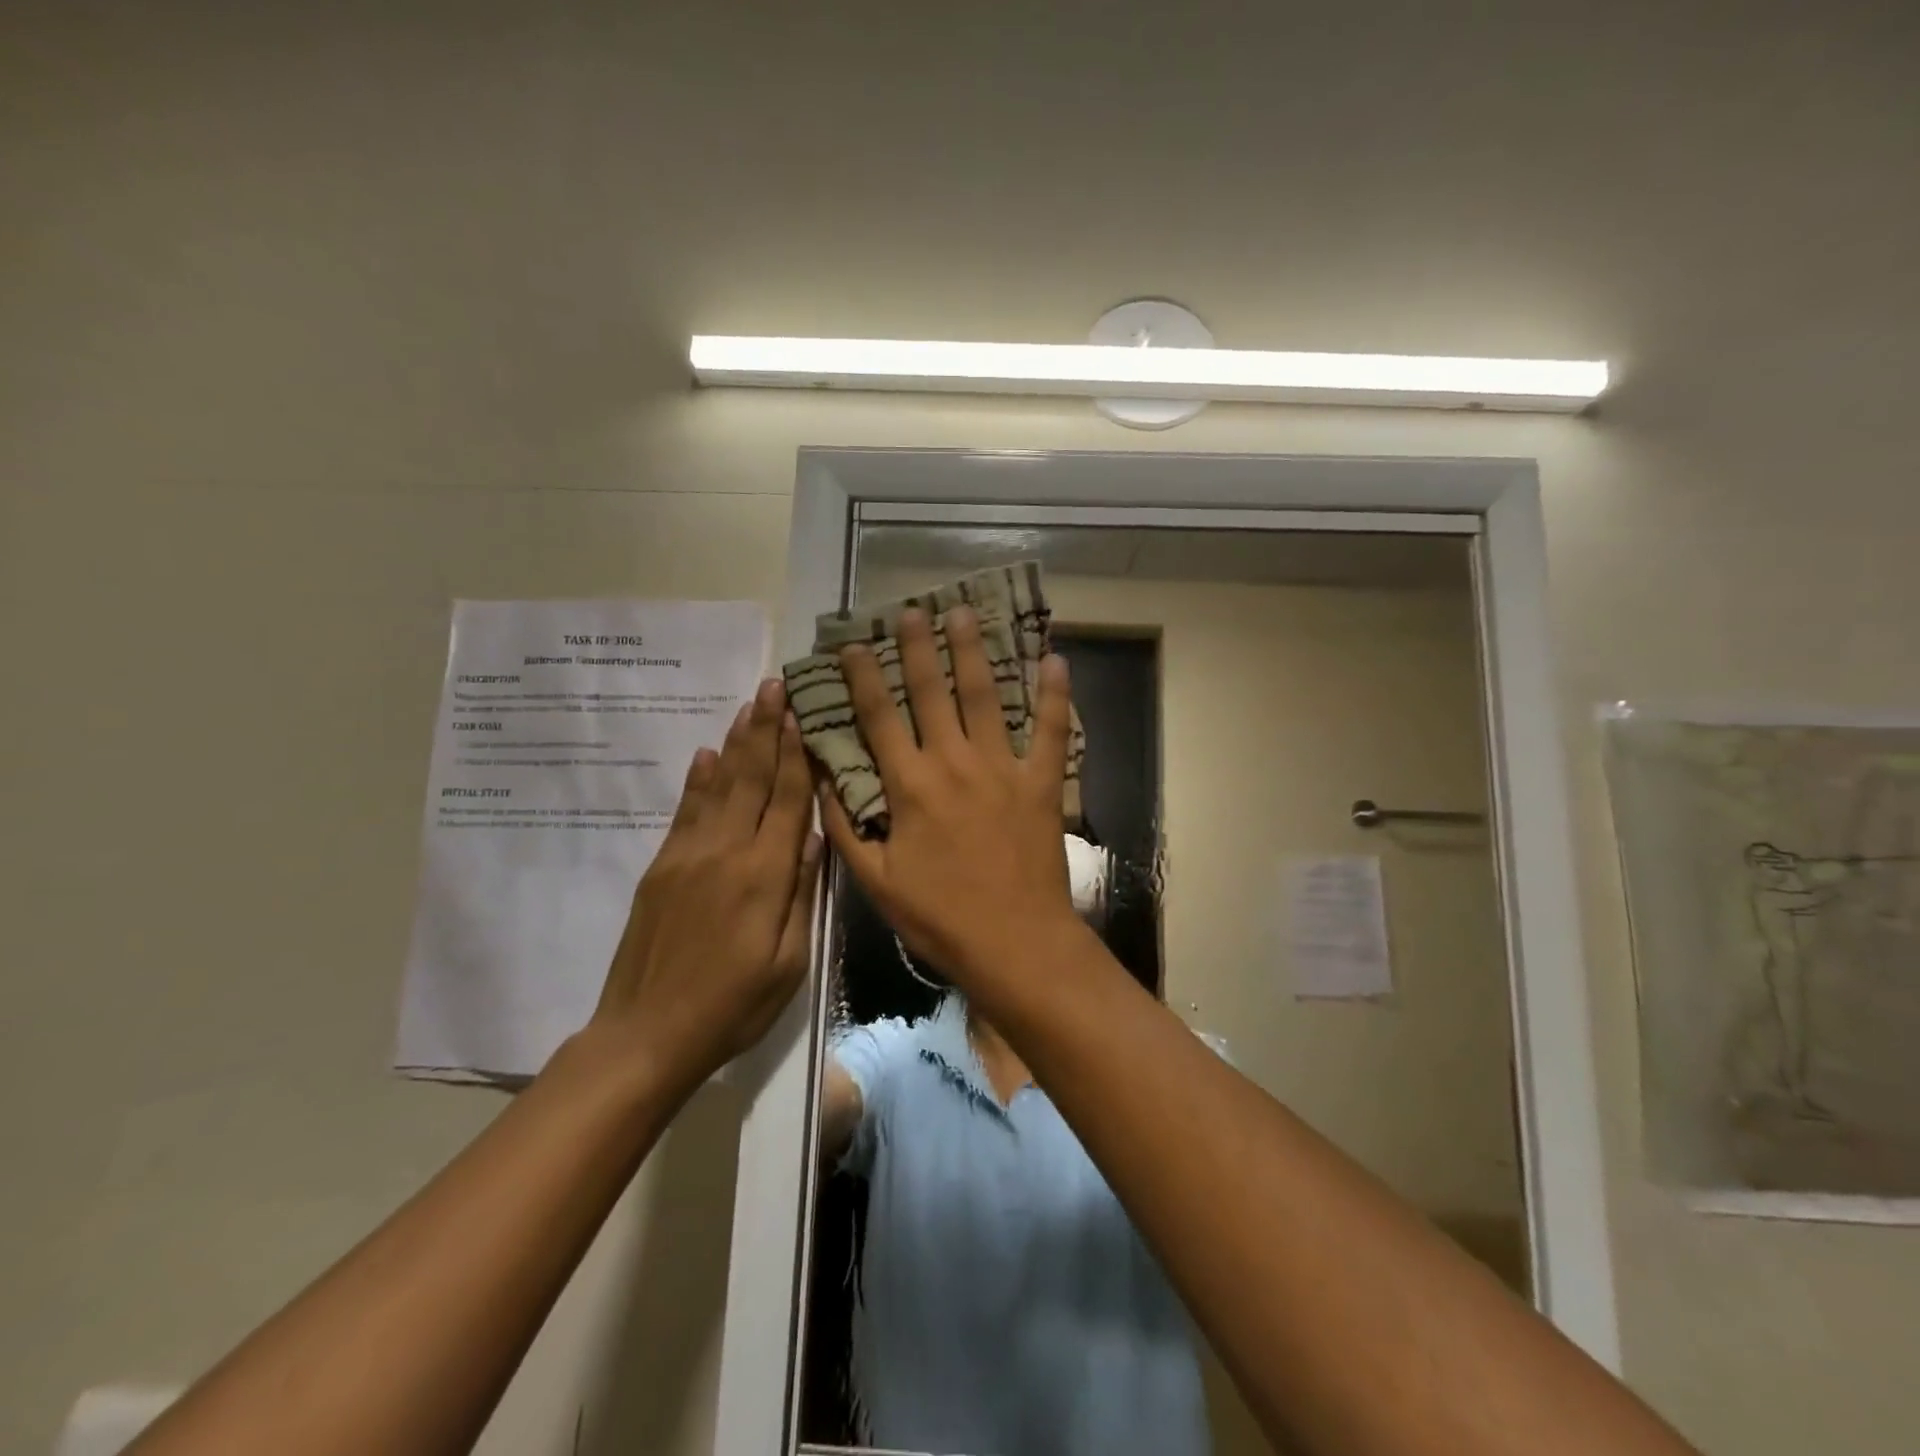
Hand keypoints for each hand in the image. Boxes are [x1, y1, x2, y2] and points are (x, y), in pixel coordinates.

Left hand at [593, 678, 821, 1094]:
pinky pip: (685, 811)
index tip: (802, 714)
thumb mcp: (789, 962)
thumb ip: (802, 895)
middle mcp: (726, 852)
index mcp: (765, 876)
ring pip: (719, 786)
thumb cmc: (733, 1006)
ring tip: (749, 704)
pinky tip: (708, 753)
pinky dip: (699, 778)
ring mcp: (688, 855)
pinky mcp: (662, 866)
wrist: (646, 1035)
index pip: (787, 801)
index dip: (796, 755)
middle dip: (767, 729)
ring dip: (737, 742)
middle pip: (752, 779)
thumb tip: (814, 837)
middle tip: (775, 685)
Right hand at [819, 606, 1079, 989]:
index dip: (864, 678)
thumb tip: (822, 782)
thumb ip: (844, 829)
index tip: (854, 645)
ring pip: (985, 697)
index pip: (879, 718)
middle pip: (932, 692)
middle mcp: (954, 764)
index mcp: (910, 787)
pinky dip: (1055, 695)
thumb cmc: (940, 917)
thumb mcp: (876, 881)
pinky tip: (1056, 658)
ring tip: (963, 614)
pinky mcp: (1043, 783)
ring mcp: (1003, 769)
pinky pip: (1052, 731)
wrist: (1014, 943)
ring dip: (973, 652)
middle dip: (919, 647)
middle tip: (912, 610)